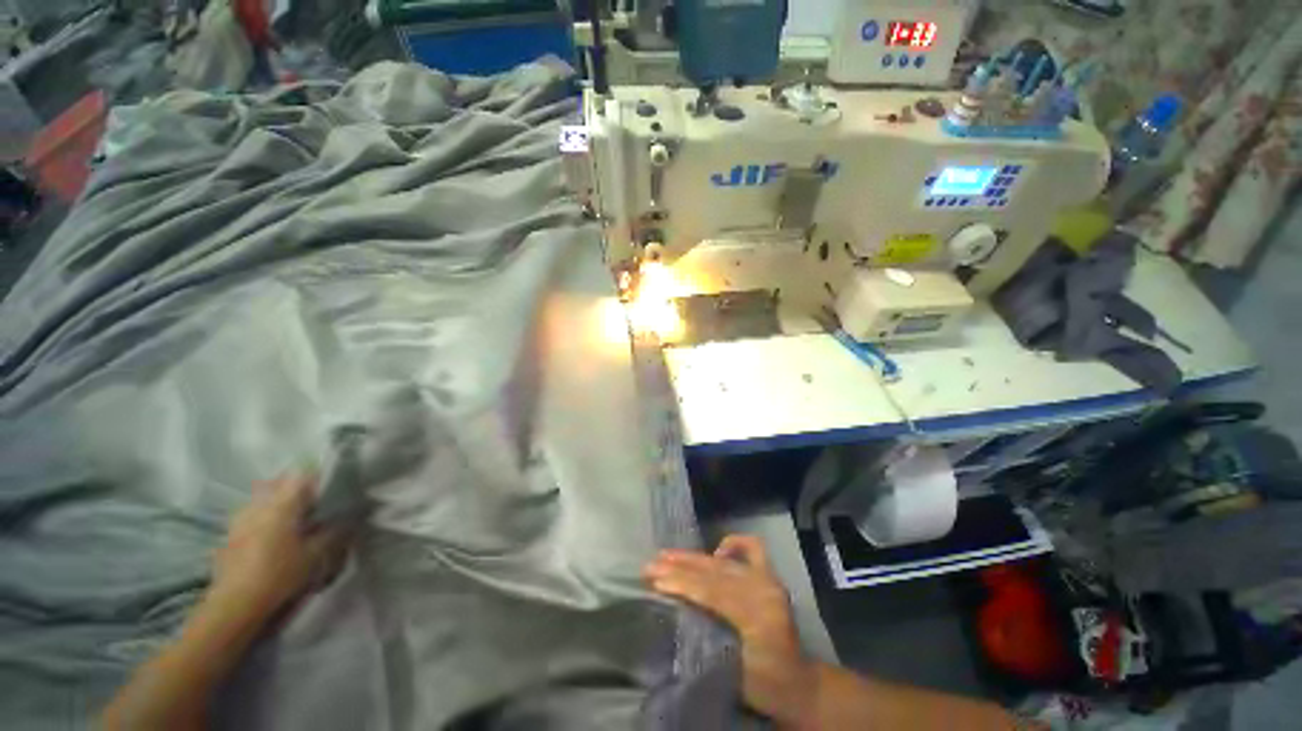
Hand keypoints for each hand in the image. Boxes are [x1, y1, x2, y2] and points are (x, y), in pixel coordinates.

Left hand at [208, 475, 349, 624]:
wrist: (235, 604)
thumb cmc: (280, 574)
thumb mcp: (316, 554)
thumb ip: (334, 531)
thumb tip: (348, 518)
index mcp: (281, 503)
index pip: (302, 476)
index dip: (319, 478)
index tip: (333, 488)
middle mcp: (258, 504)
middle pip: (279, 483)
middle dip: (297, 490)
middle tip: (315, 504)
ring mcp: (240, 519)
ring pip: (263, 498)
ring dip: (279, 503)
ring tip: (295, 520)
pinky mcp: (230, 535)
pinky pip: (251, 515)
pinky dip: (265, 518)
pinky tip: (274, 536)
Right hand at [644, 535, 816, 726]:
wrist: (798, 683)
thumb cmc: (765, 686)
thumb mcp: (733, 672)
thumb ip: (709, 639)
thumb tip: (675, 612)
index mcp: (757, 615)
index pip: (711, 592)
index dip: (681, 584)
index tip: (654, 581)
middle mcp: (764, 589)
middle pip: (714, 572)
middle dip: (679, 567)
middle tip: (651, 565)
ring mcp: (768, 579)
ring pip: (723, 562)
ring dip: (692, 558)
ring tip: (666, 554)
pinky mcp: (770, 577)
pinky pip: (752, 548)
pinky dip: (733, 544)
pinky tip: (715, 552)